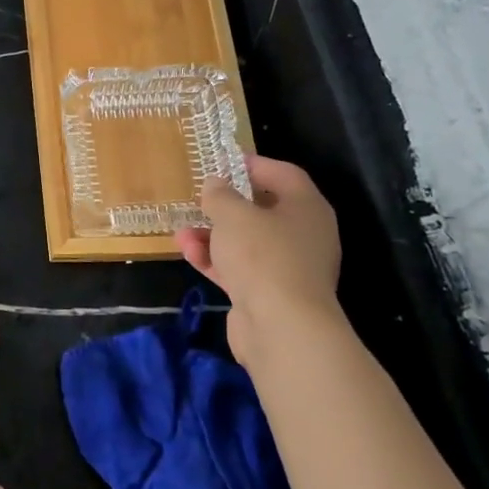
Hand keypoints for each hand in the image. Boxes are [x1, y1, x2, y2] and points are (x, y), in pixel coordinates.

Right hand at [176, 154, 344, 366]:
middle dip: (225, 206)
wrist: (281, 327)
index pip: (283, 174)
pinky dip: (216, 261)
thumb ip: (220, 195)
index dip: (253, 164)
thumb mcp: (233, 215)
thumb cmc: (262, 256)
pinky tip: (189, 254)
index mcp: (306, 207)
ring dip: (213, 236)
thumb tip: (216, 184)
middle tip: (200, 199)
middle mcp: (303, 234)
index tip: (223, 162)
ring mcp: (288, 267)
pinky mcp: (269, 294)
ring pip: (246, 242)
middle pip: (262, 210)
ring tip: (182, 233)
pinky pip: (240, 269)